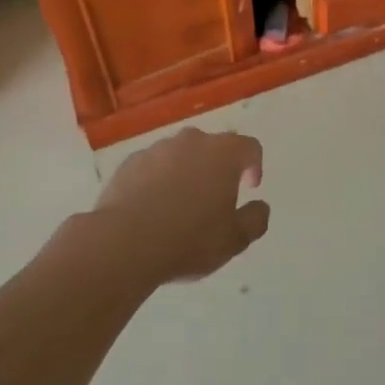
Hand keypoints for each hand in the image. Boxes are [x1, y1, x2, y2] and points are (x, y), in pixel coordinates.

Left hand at [94, 128, 269, 284]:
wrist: (124, 242)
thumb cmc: (188, 239)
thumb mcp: (234, 240)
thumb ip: (255, 220)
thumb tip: (261, 206)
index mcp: (224, 153)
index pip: (249, 147)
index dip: (254, 165)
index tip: (249, 187)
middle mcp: (192, 141)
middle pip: (213, 146)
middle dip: (218, 167)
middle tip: (215, 198)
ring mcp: (158, 149)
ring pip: (180, 154)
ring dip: (186, 172)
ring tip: (180, 206)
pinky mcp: (130, 162)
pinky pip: (153, 166)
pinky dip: (158, 180)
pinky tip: (152, 208)